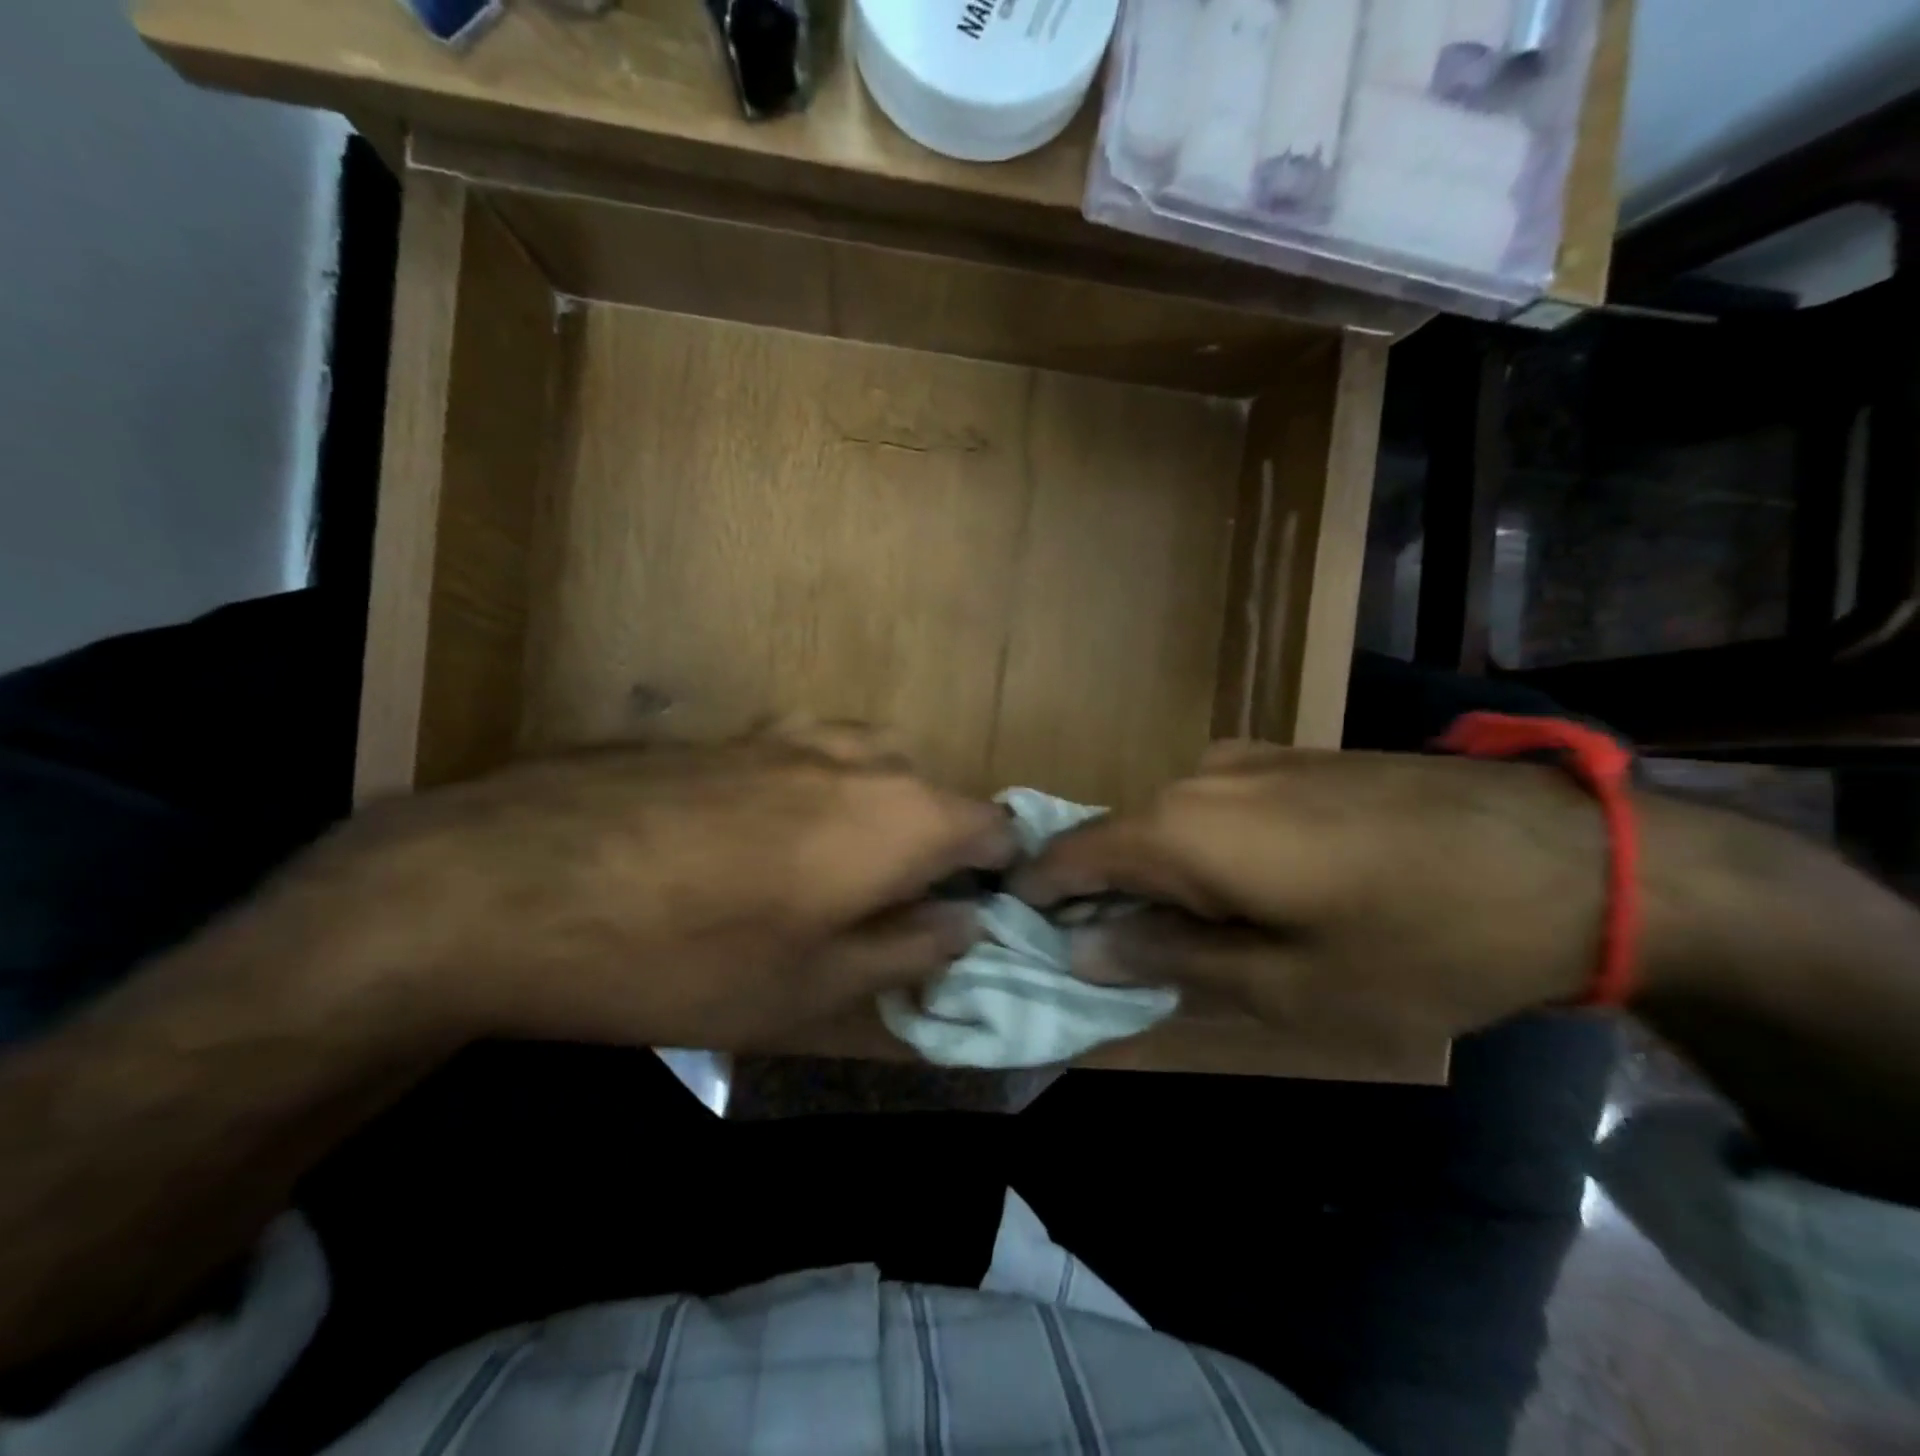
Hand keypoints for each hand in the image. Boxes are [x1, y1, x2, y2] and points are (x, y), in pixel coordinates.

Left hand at [257, 726, 1016, 1048]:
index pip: (992, 825)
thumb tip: (966, 924)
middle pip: (931, 789)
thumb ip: (909, 951)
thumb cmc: (688, 957)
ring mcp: (787, 733)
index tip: (970, 915)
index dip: (995, 871)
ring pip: (868, 761)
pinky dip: (815, 789)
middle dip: (932, 844)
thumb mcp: (813, 989)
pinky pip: (804, 753)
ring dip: (875, 810)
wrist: (514, 884)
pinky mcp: (727, 732)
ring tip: (833, 871)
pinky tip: (759, 837)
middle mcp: (857, 757)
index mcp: (900, 815)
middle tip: (893, 909)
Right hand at [1010, 743, 1607, 1051]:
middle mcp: (1197, 777)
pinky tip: (1252, 892)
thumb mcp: (1289, 985)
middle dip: (1102, 897)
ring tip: (1193, 937)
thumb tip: (1084, 945)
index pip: (1068, 855)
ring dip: (1159, 877)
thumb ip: (1170, 959)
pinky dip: (1203, 853)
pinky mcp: (1290, 757)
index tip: (1024, 939)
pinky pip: (1214, 808)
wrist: (1576, 858)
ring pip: (1166, 823)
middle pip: (1116, 838)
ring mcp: (1247, 759)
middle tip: (1116, 962)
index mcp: (1181, 828)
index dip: (1037, 897)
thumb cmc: (1423, 941)